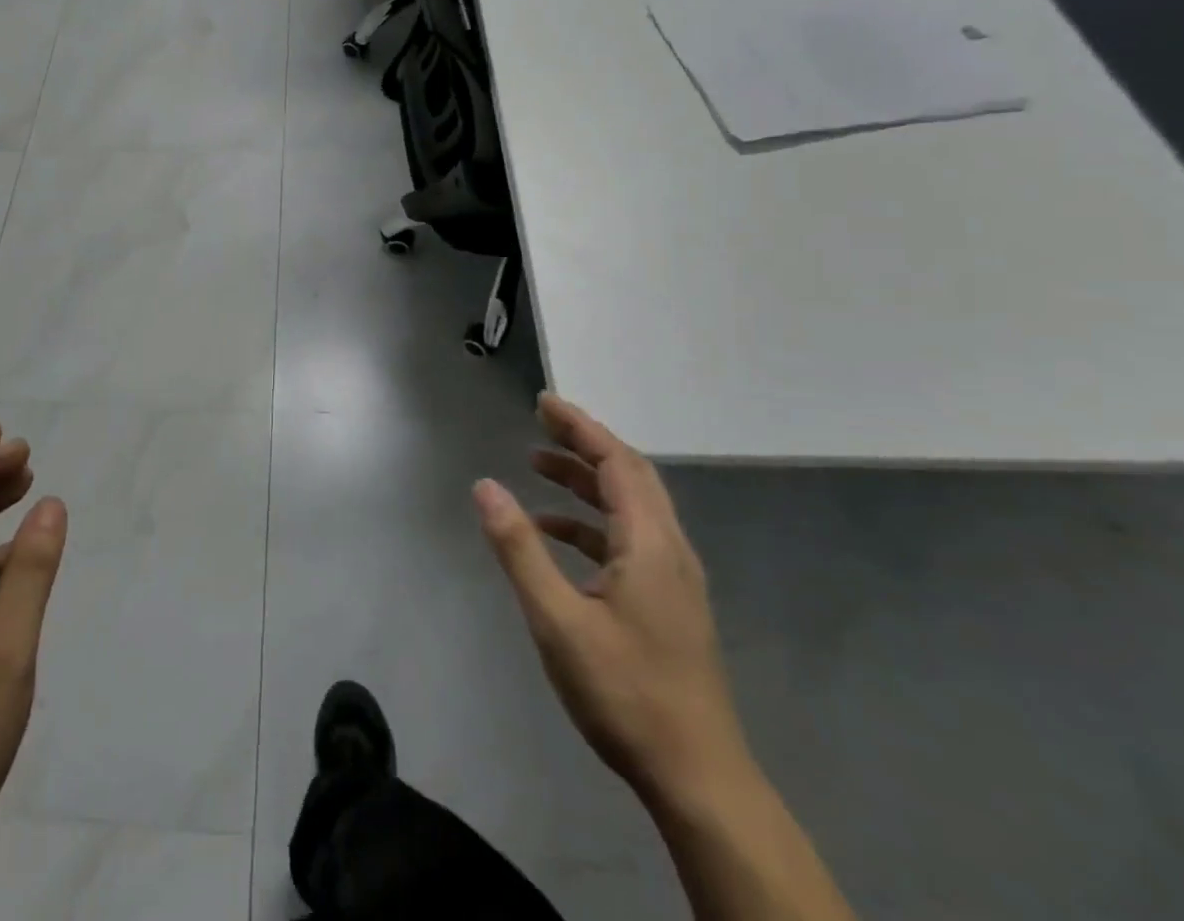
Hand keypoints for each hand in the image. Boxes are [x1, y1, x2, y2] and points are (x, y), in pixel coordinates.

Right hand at [474, 394, 749, 811]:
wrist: (699, 780)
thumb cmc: (625, 693)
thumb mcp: (557, 619)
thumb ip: (519, 548)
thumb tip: (484, 486)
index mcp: (650, 544)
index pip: (616, 462)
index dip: (579, 426)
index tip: (542, 402)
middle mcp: (670, 550)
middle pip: (629, 475)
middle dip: (584, 442)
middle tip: (541, 421)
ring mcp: (674, 579)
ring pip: (631, 506)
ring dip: (586, 480)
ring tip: (538, 465)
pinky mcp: (669, 603)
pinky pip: (629, 539)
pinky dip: (591, 521)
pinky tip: (556, 534)